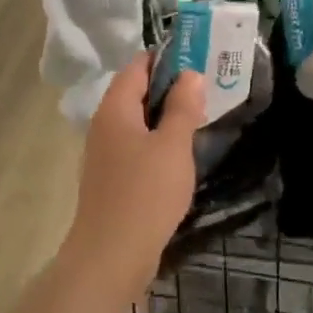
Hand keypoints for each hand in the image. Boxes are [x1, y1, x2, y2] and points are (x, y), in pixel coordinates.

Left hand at [64, 54, 204, 282]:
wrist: (111, 255)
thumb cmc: (145, 193)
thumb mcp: (172, 146)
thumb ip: (183, 108)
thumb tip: (190, 74)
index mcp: (115, 109)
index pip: (137, 67)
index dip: (166, 58)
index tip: (199, 57)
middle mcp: (104, 125)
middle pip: (136, 93)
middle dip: (170, 87)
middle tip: (208, 87)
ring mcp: (106, 154)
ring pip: (138, 123)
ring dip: (166, 117)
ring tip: (201, 116)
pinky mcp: (112, 179)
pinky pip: (137, 147)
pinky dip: (158, 142)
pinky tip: (181, 154)